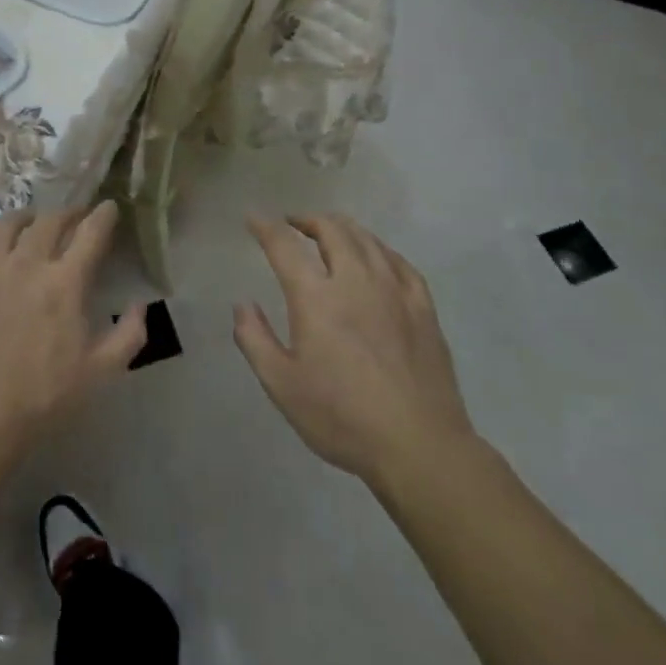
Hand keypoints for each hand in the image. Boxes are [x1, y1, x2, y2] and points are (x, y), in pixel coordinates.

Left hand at [0, 203, 146, 472]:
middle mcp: (25, 263)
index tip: (109, 207)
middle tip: (73, 217)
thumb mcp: (99, 374)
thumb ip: (129, 335)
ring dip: (25, 218)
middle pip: (49, 221)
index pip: (90, 233)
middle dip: (67, 213)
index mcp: (64, 283)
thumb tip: (141, 304)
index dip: (103, 215)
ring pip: (6, 223)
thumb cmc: (40, 399)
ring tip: (31, 223)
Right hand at [235, 214, 473, 485]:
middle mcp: (355, 281)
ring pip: (366, 239)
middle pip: (331, 230)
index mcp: (316, 297)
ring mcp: (394, 290)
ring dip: (341, 228)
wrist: (419, 446)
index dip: (265, 227)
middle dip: (307, 220)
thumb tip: (242, 304)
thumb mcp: (282, 386)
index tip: (253, 217)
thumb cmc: (342, 418)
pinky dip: (379, 249)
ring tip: (329, 234)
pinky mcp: (423, 307)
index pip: (284, 246)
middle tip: (293, 224)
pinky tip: (376, 257)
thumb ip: (254, 339)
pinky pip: (400, 261)